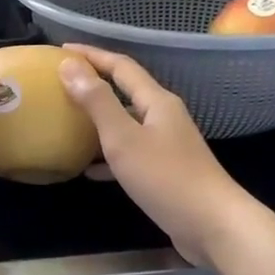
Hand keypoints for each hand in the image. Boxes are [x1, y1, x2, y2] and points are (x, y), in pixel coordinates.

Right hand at [58, 46, 267, 267]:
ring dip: (99, 120)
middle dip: (95, 85)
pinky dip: (108, 156)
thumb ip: (97, 102)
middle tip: (62, 84)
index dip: (92, 55)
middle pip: (126, 92)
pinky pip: (130, 154)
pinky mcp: (166, 172)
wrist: (212, 225)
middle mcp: (164, 118)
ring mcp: (167, 146)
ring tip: (68, 123)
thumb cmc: (166, 178)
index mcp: (157, 102)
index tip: (62, 50)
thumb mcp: (124, 139)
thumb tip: (70, 66)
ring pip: (127, 124)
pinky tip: (89, 170)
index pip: (121, 67)